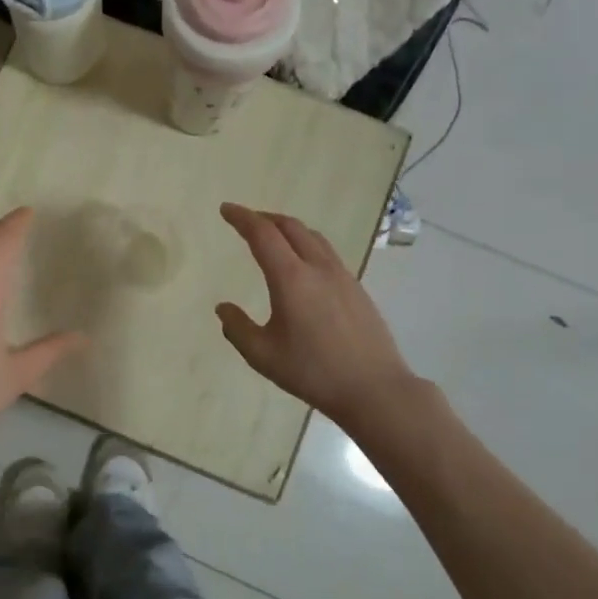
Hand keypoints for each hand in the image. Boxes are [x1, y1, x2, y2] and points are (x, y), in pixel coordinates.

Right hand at [216, 203, 415, 430]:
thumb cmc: (313, 372)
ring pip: (312, 236)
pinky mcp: (357, 288)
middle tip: (245, 220)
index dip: (242, 218)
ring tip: (273, 236)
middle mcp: (318, 267)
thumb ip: (237, 328)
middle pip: (290, 227)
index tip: (226, 209)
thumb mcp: (263, 355)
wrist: (374, 389)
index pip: (262, 234)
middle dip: (264, 218)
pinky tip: (303, 264)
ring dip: (288, 228)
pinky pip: (327, 252)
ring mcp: (342, 276)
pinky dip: (307, 243)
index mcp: (291, 278)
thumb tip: (223, 308)